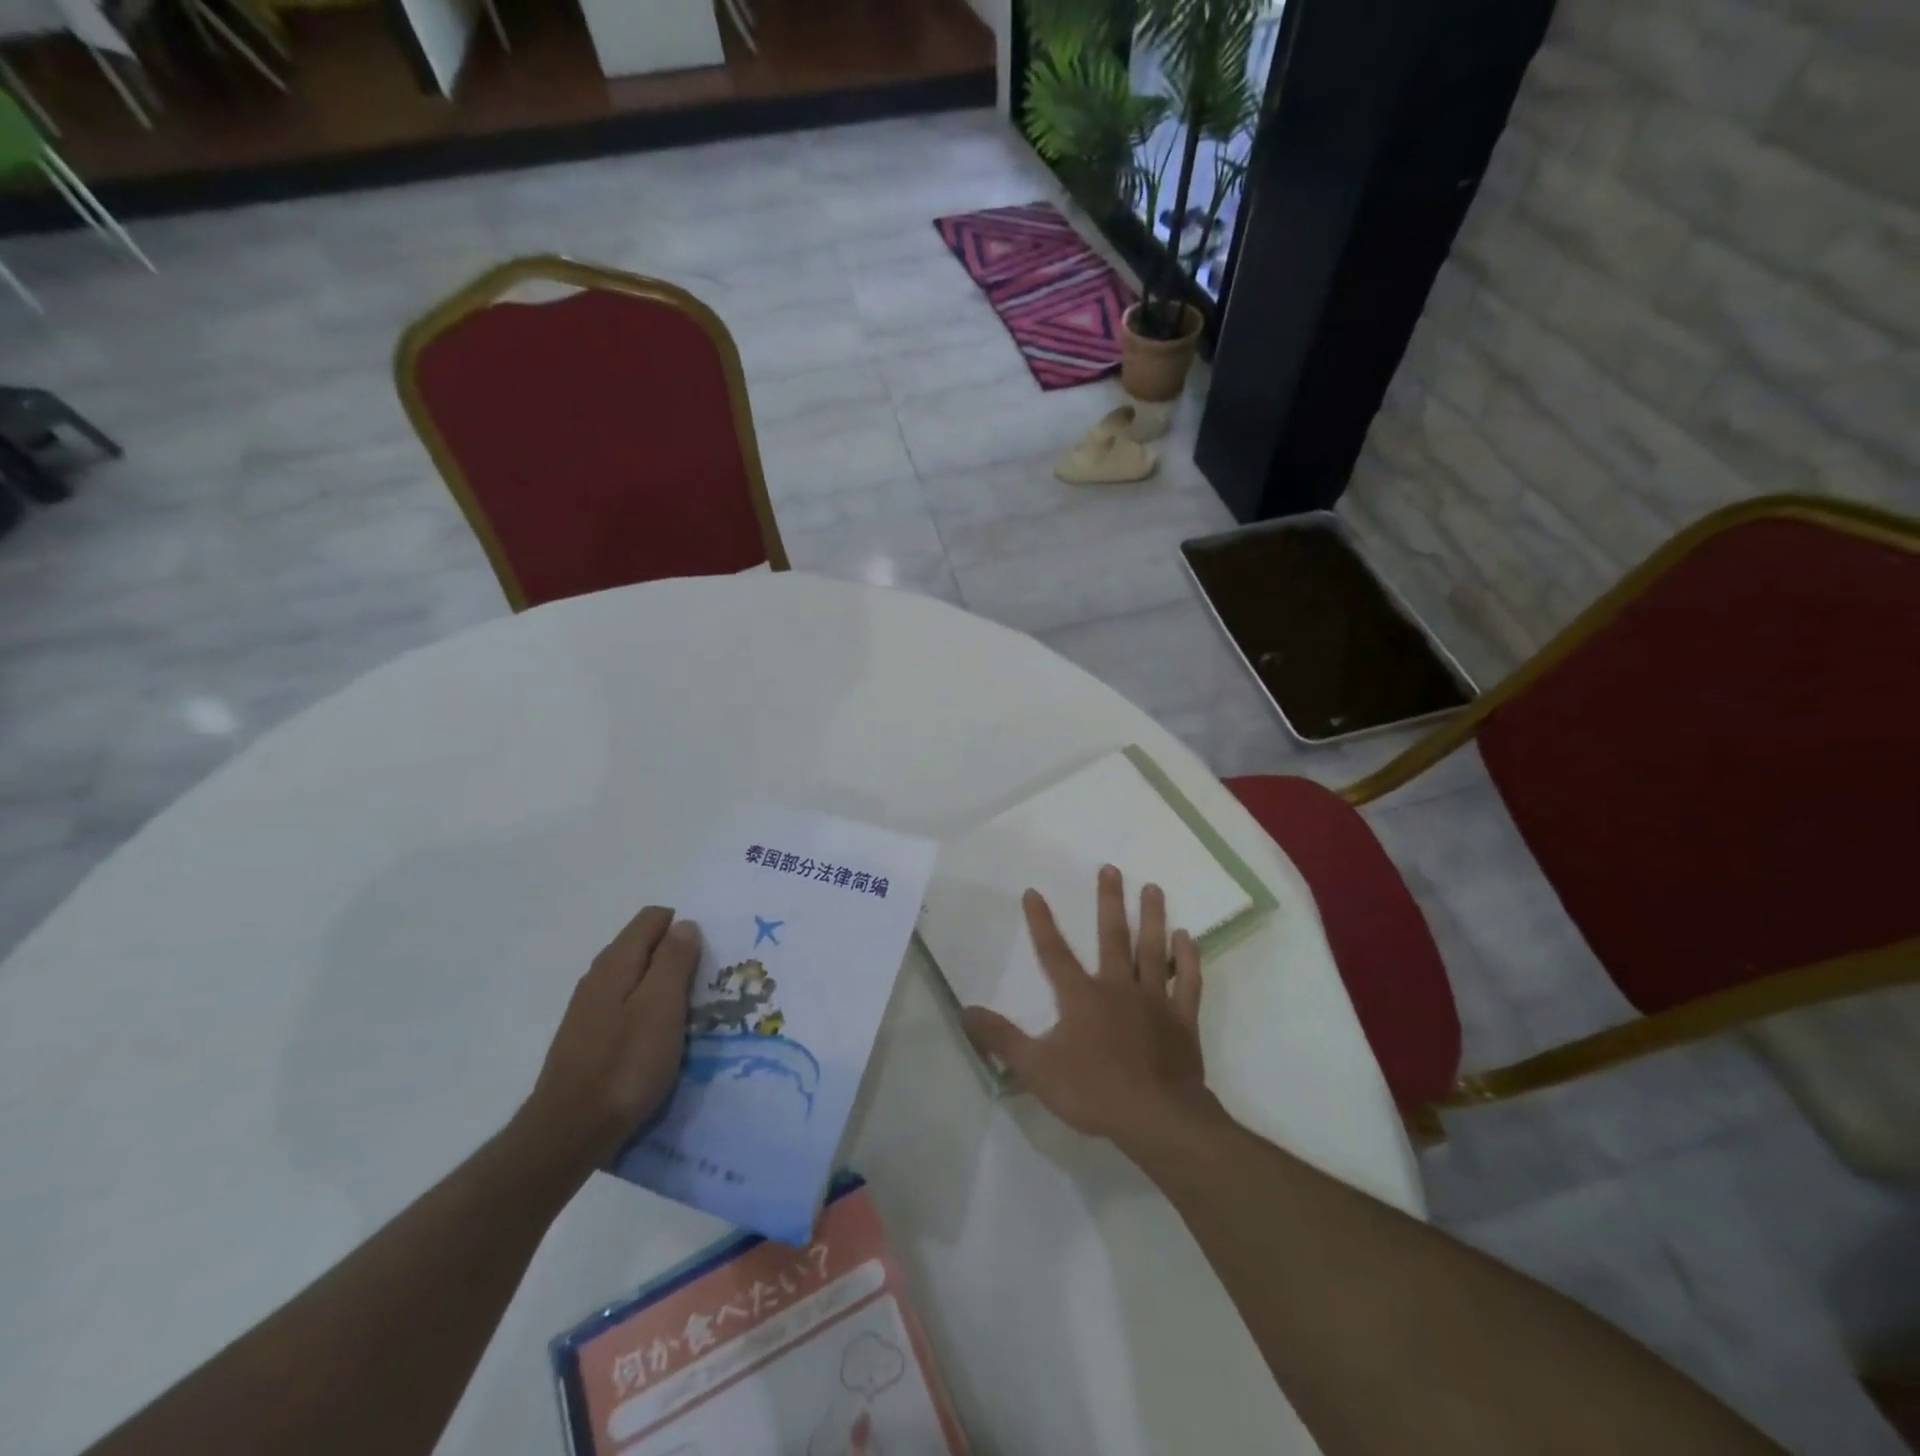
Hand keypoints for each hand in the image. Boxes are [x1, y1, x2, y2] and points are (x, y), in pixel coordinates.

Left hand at [518, 907, 702, 1166]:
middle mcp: (599, 977)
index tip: (709, 956)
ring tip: (692, 1015)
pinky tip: (663, 1040)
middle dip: (678, 958)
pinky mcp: (590, 1038)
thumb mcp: (661, 1006)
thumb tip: (685, 924)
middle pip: (645, 947)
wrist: (569, 1132)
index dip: (684, 928)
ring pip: (638, 980)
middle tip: (708, 987)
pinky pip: (628, 1008)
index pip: (653, 918)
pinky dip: (650, 1013)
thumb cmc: (625, 1064)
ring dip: (666, 988)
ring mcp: (590, 1009)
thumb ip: (674, 960)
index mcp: (616, 962)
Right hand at [961, 866, 1217, 1146]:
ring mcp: (1154, 1001)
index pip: (1054, 952)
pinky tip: (1186, 937)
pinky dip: (1188, 959)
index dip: (1041, 922)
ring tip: (1152, 887)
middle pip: (1112, 937)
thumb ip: (1000, 1038)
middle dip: (1109, 901)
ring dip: (1152, 917)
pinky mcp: (1182, 1020)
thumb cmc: (1093, 1092)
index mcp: (1082, 997)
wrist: (1157, 1119)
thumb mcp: (1035, 1068)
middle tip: (1111, 868)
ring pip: (1153, 950)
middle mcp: (1118, 987)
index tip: (1033, 891)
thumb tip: (965, 1011)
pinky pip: (1187, 982)